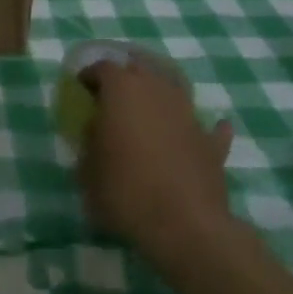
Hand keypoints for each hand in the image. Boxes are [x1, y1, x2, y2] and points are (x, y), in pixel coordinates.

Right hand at [79, 57, 234, 268]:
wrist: (185, 226)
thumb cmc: (126, 191)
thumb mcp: (87, 169)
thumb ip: (89, 142)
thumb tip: (95, 132)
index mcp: (122, 89)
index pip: (102, 67)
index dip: (89, 76)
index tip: (81, 89)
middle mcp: (157, 90)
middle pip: (140, 68)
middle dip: (125, 76)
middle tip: (112, 94)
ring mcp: (189, 114)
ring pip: (174, 88)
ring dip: (160, 94)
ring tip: (148, 109)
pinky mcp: (211, 143)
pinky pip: (206, 127)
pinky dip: (198, 127)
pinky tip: (196, 132)